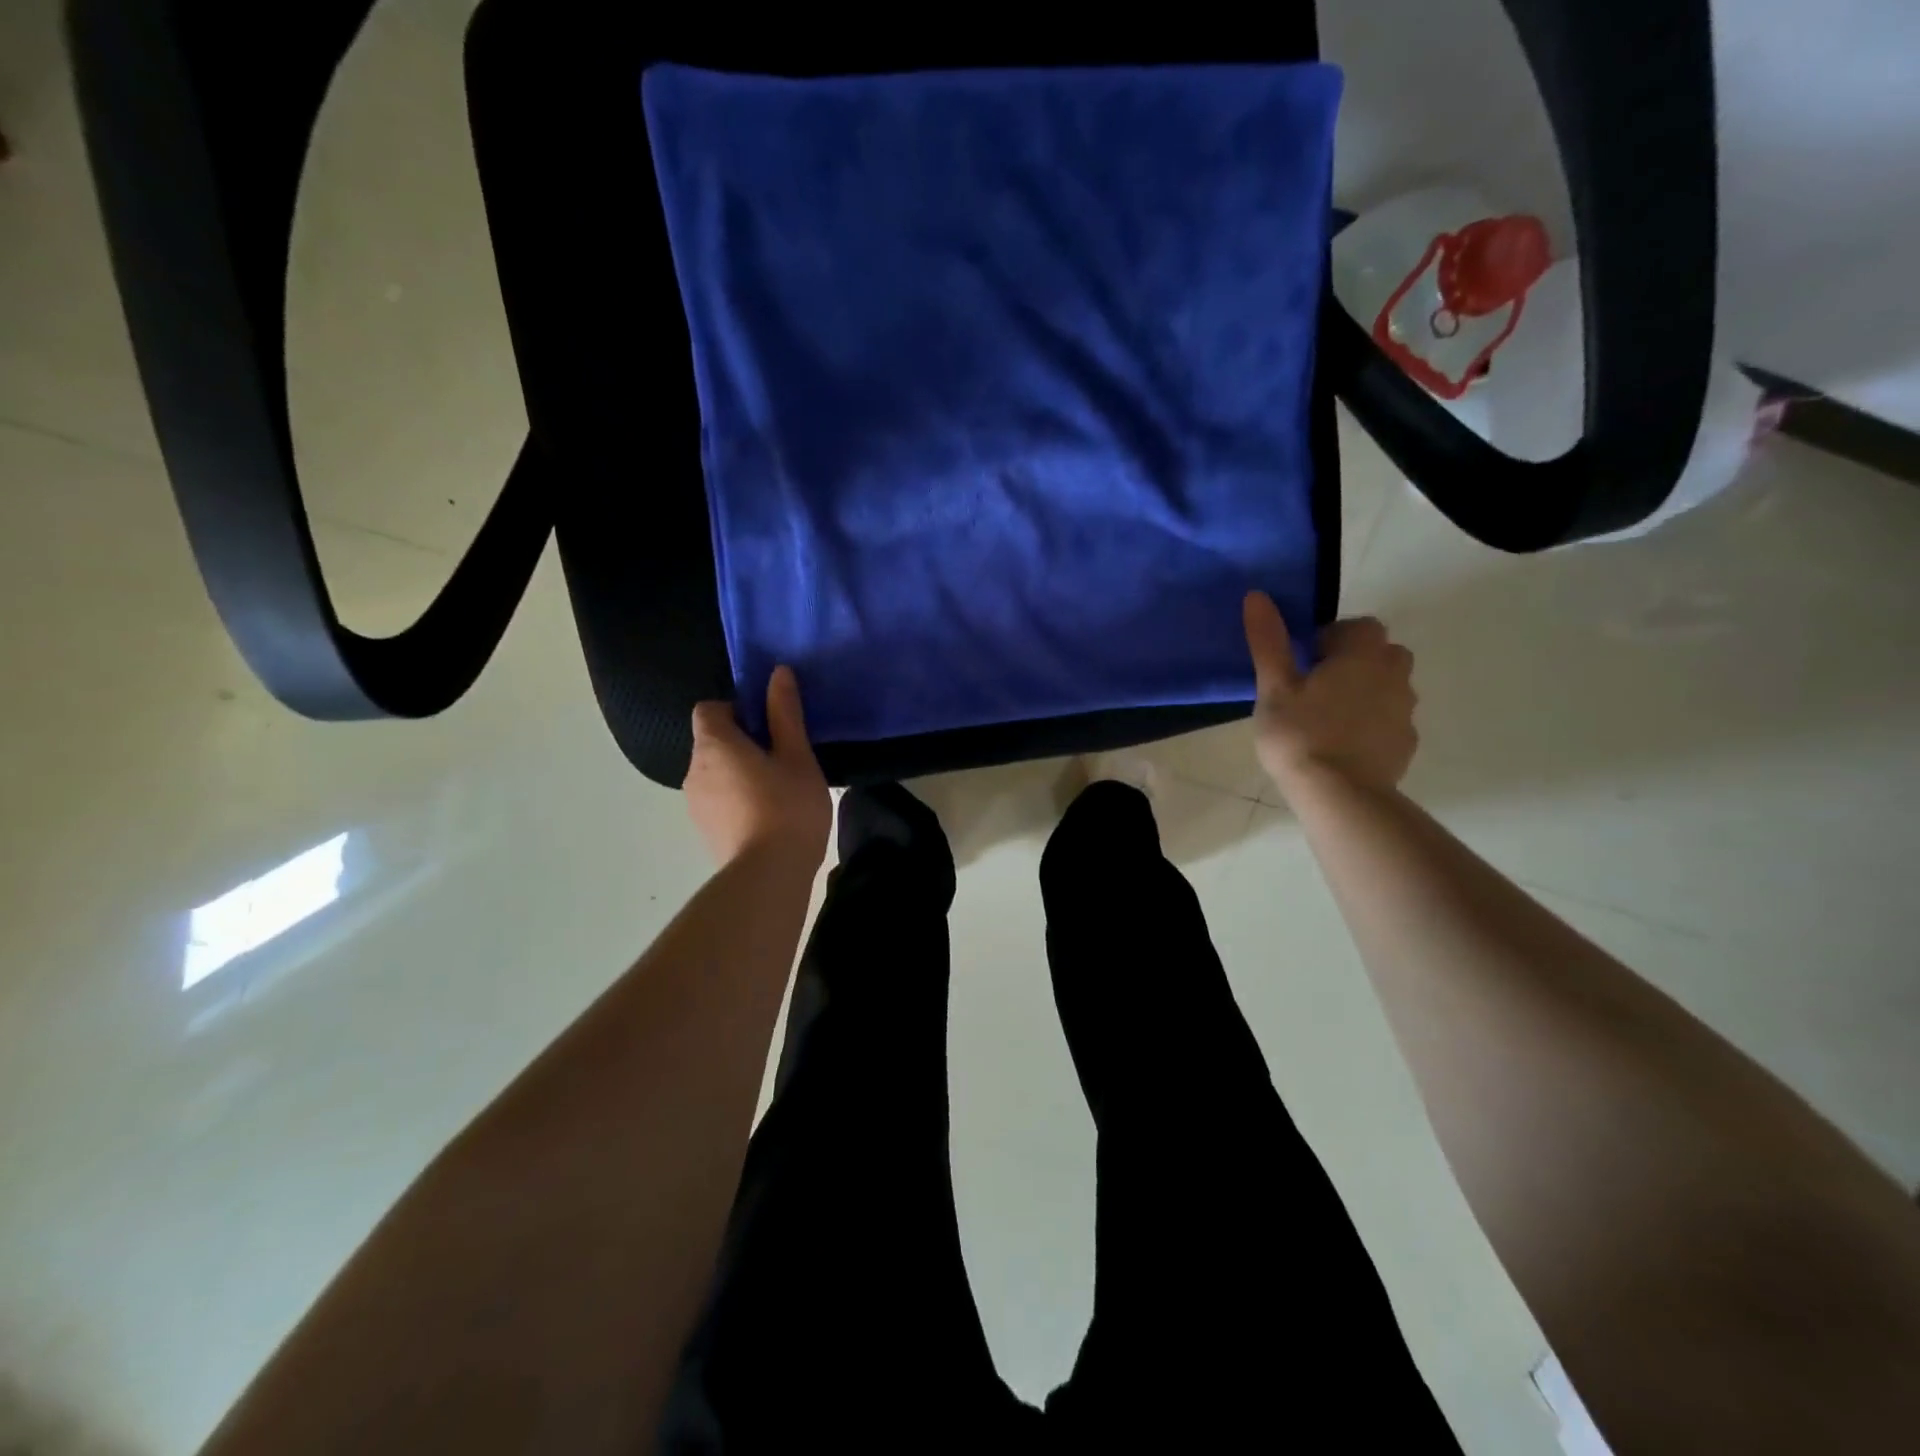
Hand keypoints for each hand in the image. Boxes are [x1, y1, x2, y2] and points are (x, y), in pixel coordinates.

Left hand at [685, 666, 831, 868]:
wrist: (768, 875)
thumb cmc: (787, 807)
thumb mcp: (797, 756)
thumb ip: (785, 713)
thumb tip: (778, 672)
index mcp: (714, 744)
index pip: (709, 709)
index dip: (737, 710)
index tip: (768, 727)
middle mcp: (693, 769)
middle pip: (712, 742)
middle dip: (741, 744)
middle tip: (782, 760)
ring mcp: (694, 804)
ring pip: (715, 774)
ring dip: (738, 774)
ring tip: (777, 793)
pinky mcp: (703, 830)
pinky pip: (717, 801)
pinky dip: (735, 801)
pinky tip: (766, 819)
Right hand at [1243, 591, 1418, 796]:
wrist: (1339, 795)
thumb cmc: (1300, 734)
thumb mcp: (1274, 686)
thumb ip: (1268, 641)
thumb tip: (1257, 595)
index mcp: (1362, 654)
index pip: (1359, 626)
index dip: (1332, 638)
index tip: (1304, 662)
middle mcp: (1394, 674)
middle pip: (1381, 653)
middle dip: (1354, 661)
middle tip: (1316, 687)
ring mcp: (1405, 710)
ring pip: (1389, 686)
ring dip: (1365, 691)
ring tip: (1327, 717)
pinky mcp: (1406, 742)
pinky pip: (1390, 719)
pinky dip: (1372, 723)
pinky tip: (1343, 744)